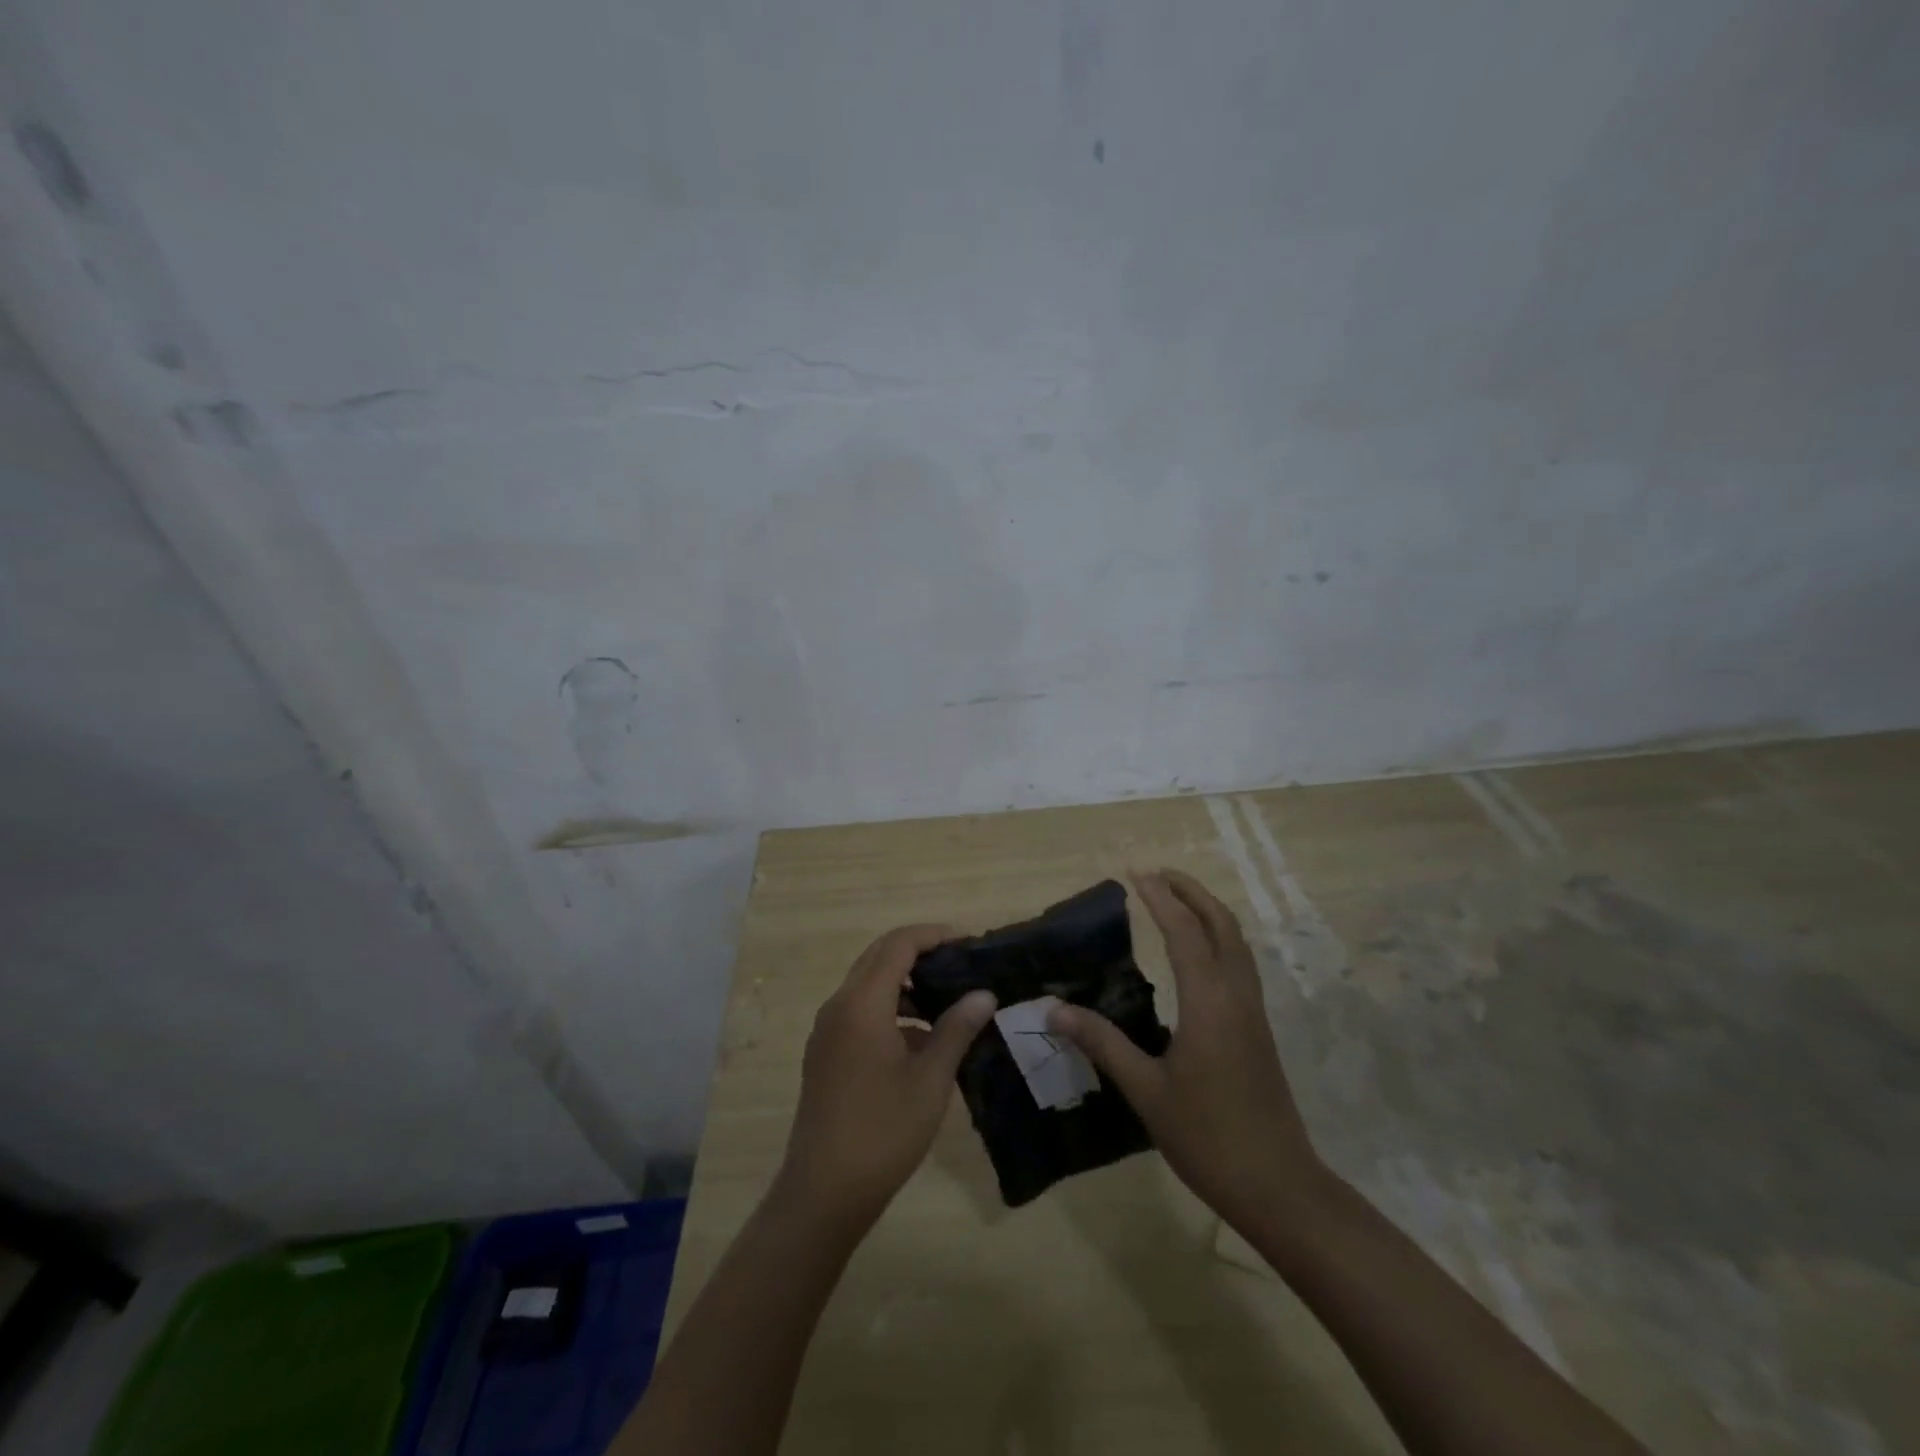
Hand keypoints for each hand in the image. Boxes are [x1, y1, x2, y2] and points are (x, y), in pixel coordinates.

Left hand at [776, 925, 996, 1235]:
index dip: (934, 935)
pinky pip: (859, 1011)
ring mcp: (827, 1030)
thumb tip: (983, 995)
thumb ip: (957, 1028)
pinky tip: (920, 1039)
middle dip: (920, 953)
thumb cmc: (883, 1130)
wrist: (823, 1192)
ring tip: (947, 1001)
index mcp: (862, 1003)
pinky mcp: (825, 1053)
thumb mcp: (930, 1079)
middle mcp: (838, 1006)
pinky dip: (890, 1008)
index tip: (968, 942)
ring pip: (868, 984)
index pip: (898, 944)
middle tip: (961, 965)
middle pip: (879, 957)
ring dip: (904, 983)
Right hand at [1049, 869, 1326, 1228]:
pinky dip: (1219, 939)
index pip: (1183, 932)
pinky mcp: (1258, 1030)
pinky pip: (1240, 964)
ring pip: (1237, 943)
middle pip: (1221, 925)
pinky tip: (1198, 955)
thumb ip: (1102, 1043)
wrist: (1278, 1185)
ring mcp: (1253, 1012)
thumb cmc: (1207, 1136)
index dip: (1160, 899)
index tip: (1136, 873)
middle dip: (1192, 892)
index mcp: (1209, 1002)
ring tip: (1177, 901)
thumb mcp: (1146, 1091)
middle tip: (1158, 875)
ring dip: (1209, 912)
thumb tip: (1055, 1010)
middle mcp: (1236, 996)